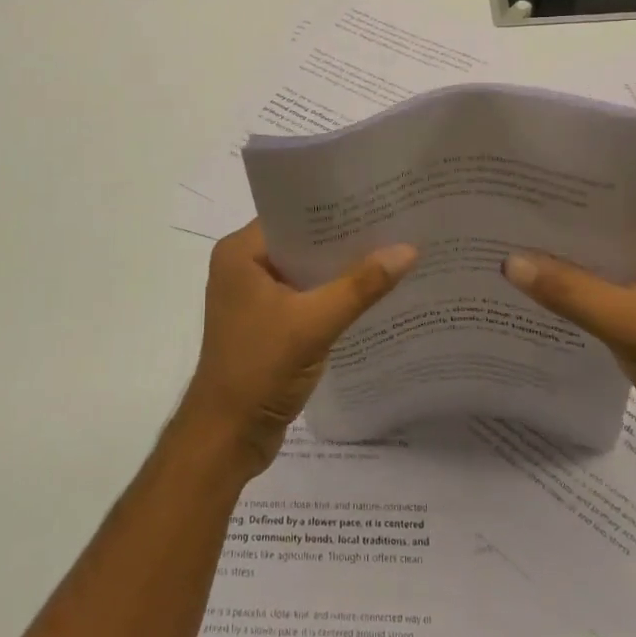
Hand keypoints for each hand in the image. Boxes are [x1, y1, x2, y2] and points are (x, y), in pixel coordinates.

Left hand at [181, 221, 417, 477]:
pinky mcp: (265, 323)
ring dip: (338, 268)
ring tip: (389, 251)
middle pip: (300, 241)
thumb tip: (408, 248)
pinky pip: (303, 296)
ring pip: (303, 270)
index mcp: (240, 252)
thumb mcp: (314, 323)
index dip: (332, 207)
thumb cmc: (259, 369)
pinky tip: (368, 292)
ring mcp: (252, 296)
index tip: (374, 198)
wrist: (227, 438)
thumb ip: (360, 286)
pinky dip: (330, 294)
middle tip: (391, 222)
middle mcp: (242, 266)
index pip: (291, 214)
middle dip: (341, 238)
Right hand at [502, 218, 635, 468]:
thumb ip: (568, 290)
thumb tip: (509, 262)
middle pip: (610, 238)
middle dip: (568, 239)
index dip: (575, 206)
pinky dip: (585, 296)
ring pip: (609, 268)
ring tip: (521, 257)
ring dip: (574, 270)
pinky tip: (548, 296)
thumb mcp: (624, 321)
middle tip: (515, 228)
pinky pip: (612, 295)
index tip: (530, 199)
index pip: (620, 208)